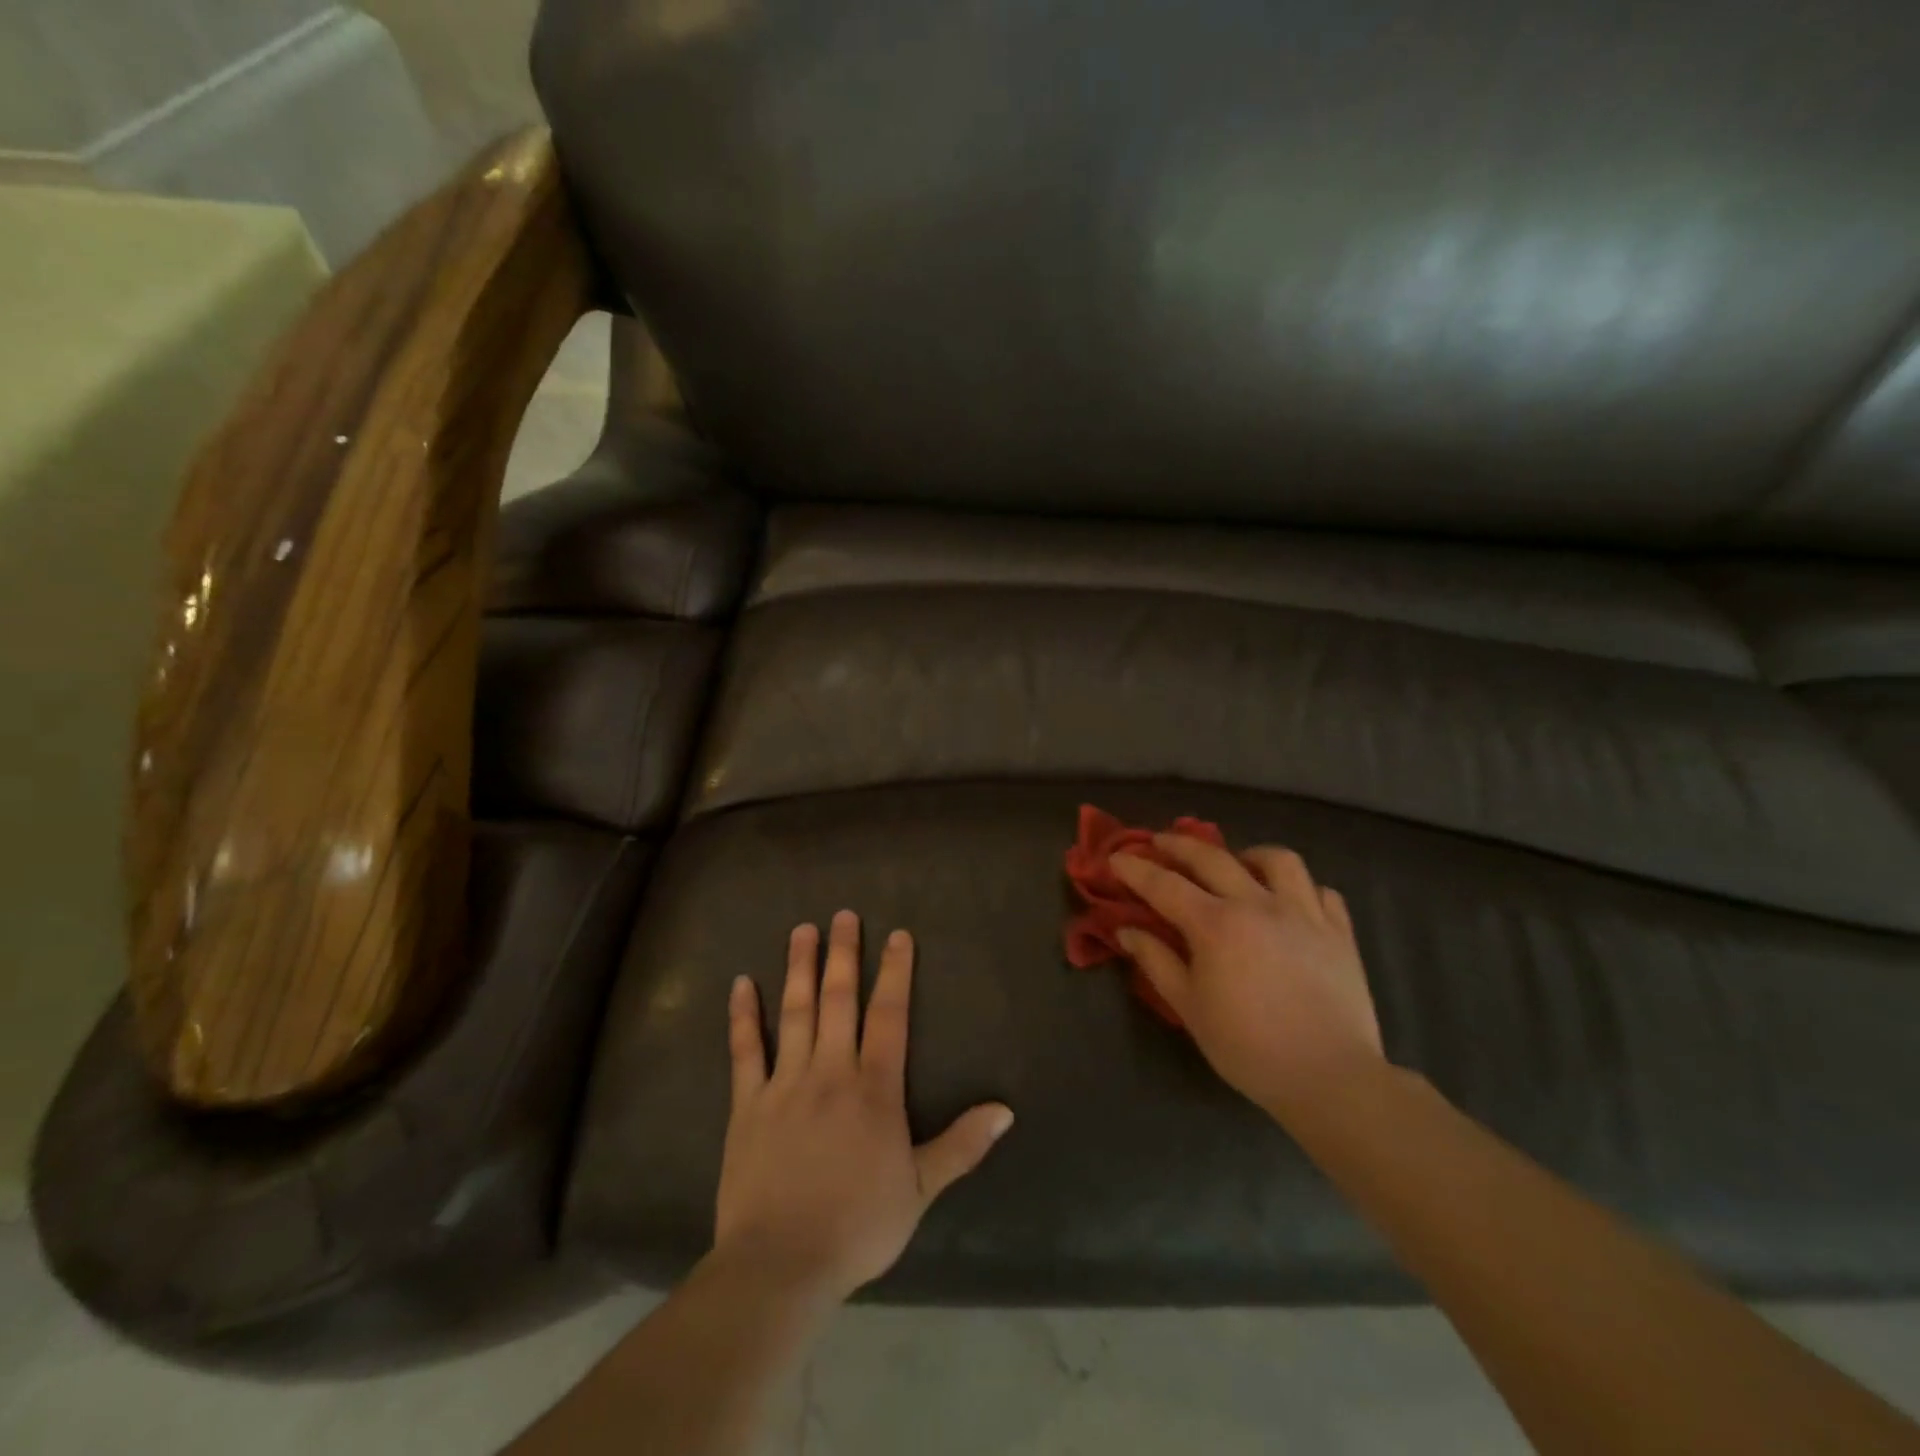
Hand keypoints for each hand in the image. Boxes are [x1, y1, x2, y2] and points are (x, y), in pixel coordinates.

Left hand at [715, 911, 1014, 1301]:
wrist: (781, 1264)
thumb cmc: (858, 1225)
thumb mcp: (921, 1189)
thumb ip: (962, 1145)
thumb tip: (1006, 1110)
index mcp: (873, 1088)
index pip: (889, 1015)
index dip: (895, 972)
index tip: (898, 935)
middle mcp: (830, 1071)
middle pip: (838, 999)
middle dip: (843, 954)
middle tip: (843, 914)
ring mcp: (785, 1083)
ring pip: (794, 1012)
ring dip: (799, 968)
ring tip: (802, 930)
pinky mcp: (747, 1105)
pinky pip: (745, 1051)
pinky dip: (743, 1016)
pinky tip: (742, 983)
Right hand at [1112, 838, 1384, 1118]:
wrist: (1330, 1078)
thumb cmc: (1249, 1048)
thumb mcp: (1189, 1008)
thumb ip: (1156, 962)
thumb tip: (1127, 930)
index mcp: (1216, 925)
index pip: (1164, 885)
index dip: (1136, 869)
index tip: (1116, 857)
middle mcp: (1258, 905)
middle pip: (1213, 858)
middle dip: (1179, 845)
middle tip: (1160, 841)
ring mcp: (1305, 913)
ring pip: (1278, 860)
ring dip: (1249, 855)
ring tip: (1238, 865)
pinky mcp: (1339, 931)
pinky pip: (1321, 891)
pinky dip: (1301, 888)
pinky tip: (1289, 902)